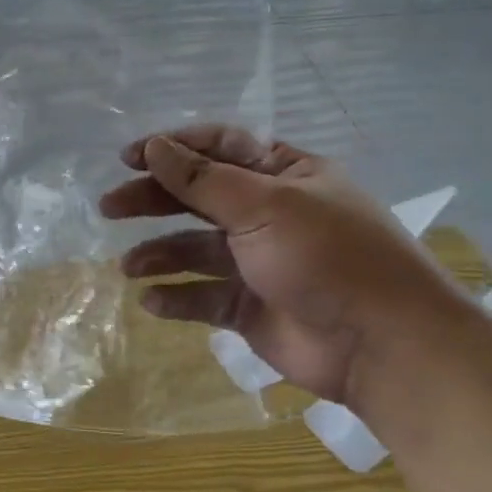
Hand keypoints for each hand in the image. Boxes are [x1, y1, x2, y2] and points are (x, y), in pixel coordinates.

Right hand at [99, 126, 474, 405]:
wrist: (383, 344)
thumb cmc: (327, 256)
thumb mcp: (264, 205)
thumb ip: (202, 179)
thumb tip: (154, 146)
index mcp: (284, 175)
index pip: (219, 148)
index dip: (172, 149)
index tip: (127, 157)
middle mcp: (269, 213)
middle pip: (198, 197)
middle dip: (153, 200)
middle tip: (109, 207)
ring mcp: (258, 262)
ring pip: (194, 250)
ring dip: (159, 253)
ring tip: (128, 266)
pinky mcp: (248, 307)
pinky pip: (202, 297)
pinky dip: (176, 298)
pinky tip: (152, 301)